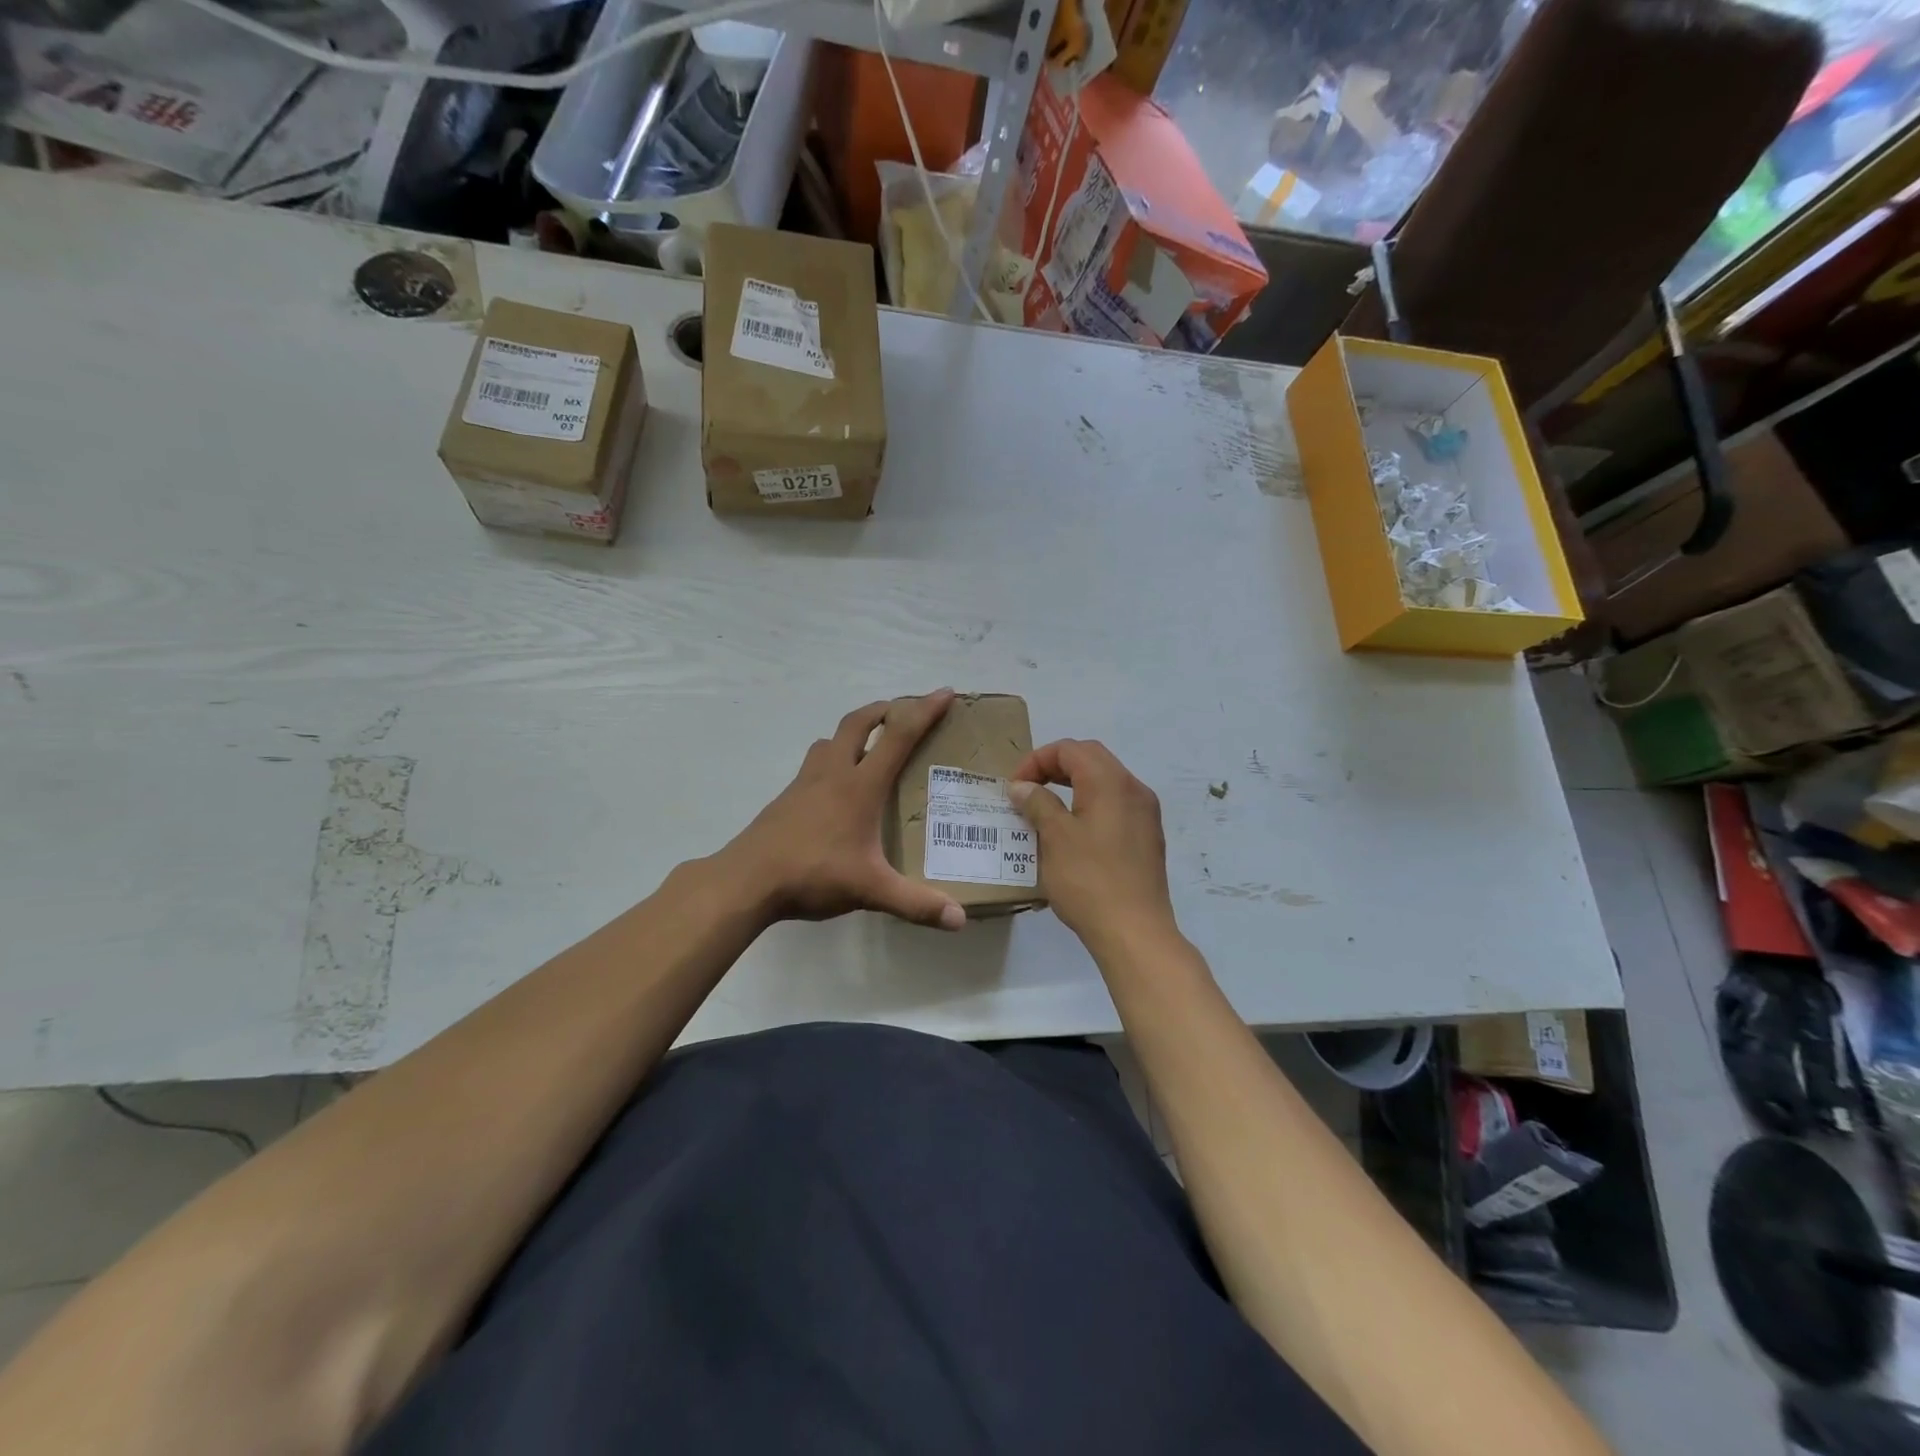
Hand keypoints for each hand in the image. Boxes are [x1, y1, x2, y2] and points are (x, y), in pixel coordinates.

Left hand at [719, 691, 966, 930]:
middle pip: (858, 722)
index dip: (924, 711)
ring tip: (872, 745)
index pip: (898, 735)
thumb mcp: (870, 890)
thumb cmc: (812, 874)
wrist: (746, 880)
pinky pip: (816, 763)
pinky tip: (837, 787)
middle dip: (885, 709)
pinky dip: (834, 757)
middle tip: (905, 711)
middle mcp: (833, 773)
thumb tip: (960, 921)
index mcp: (859, 785)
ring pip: (832, 739)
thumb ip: (916, 903)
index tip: (945, 692)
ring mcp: (805, 782)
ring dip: (855, 731)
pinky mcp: (787, 798)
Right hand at [1008, 740, 1176, 953]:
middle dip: (1055, 767)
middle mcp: (1133, 789)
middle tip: (1028, 790)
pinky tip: (1072, 832)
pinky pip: (1115, 805)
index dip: (1037, 760)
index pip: (1070, 749)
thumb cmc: (1089, 880)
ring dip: (1072, 786)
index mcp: (1110, 781)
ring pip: (1105, 782)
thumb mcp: (1054, 838)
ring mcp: (1145, 814)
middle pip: (1090, 759)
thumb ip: (1037, 803)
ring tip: (1045, 809)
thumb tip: (1022, 786)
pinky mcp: (1147, 837)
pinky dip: (1089, 805)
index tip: (1014, 787)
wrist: (1134, 931)